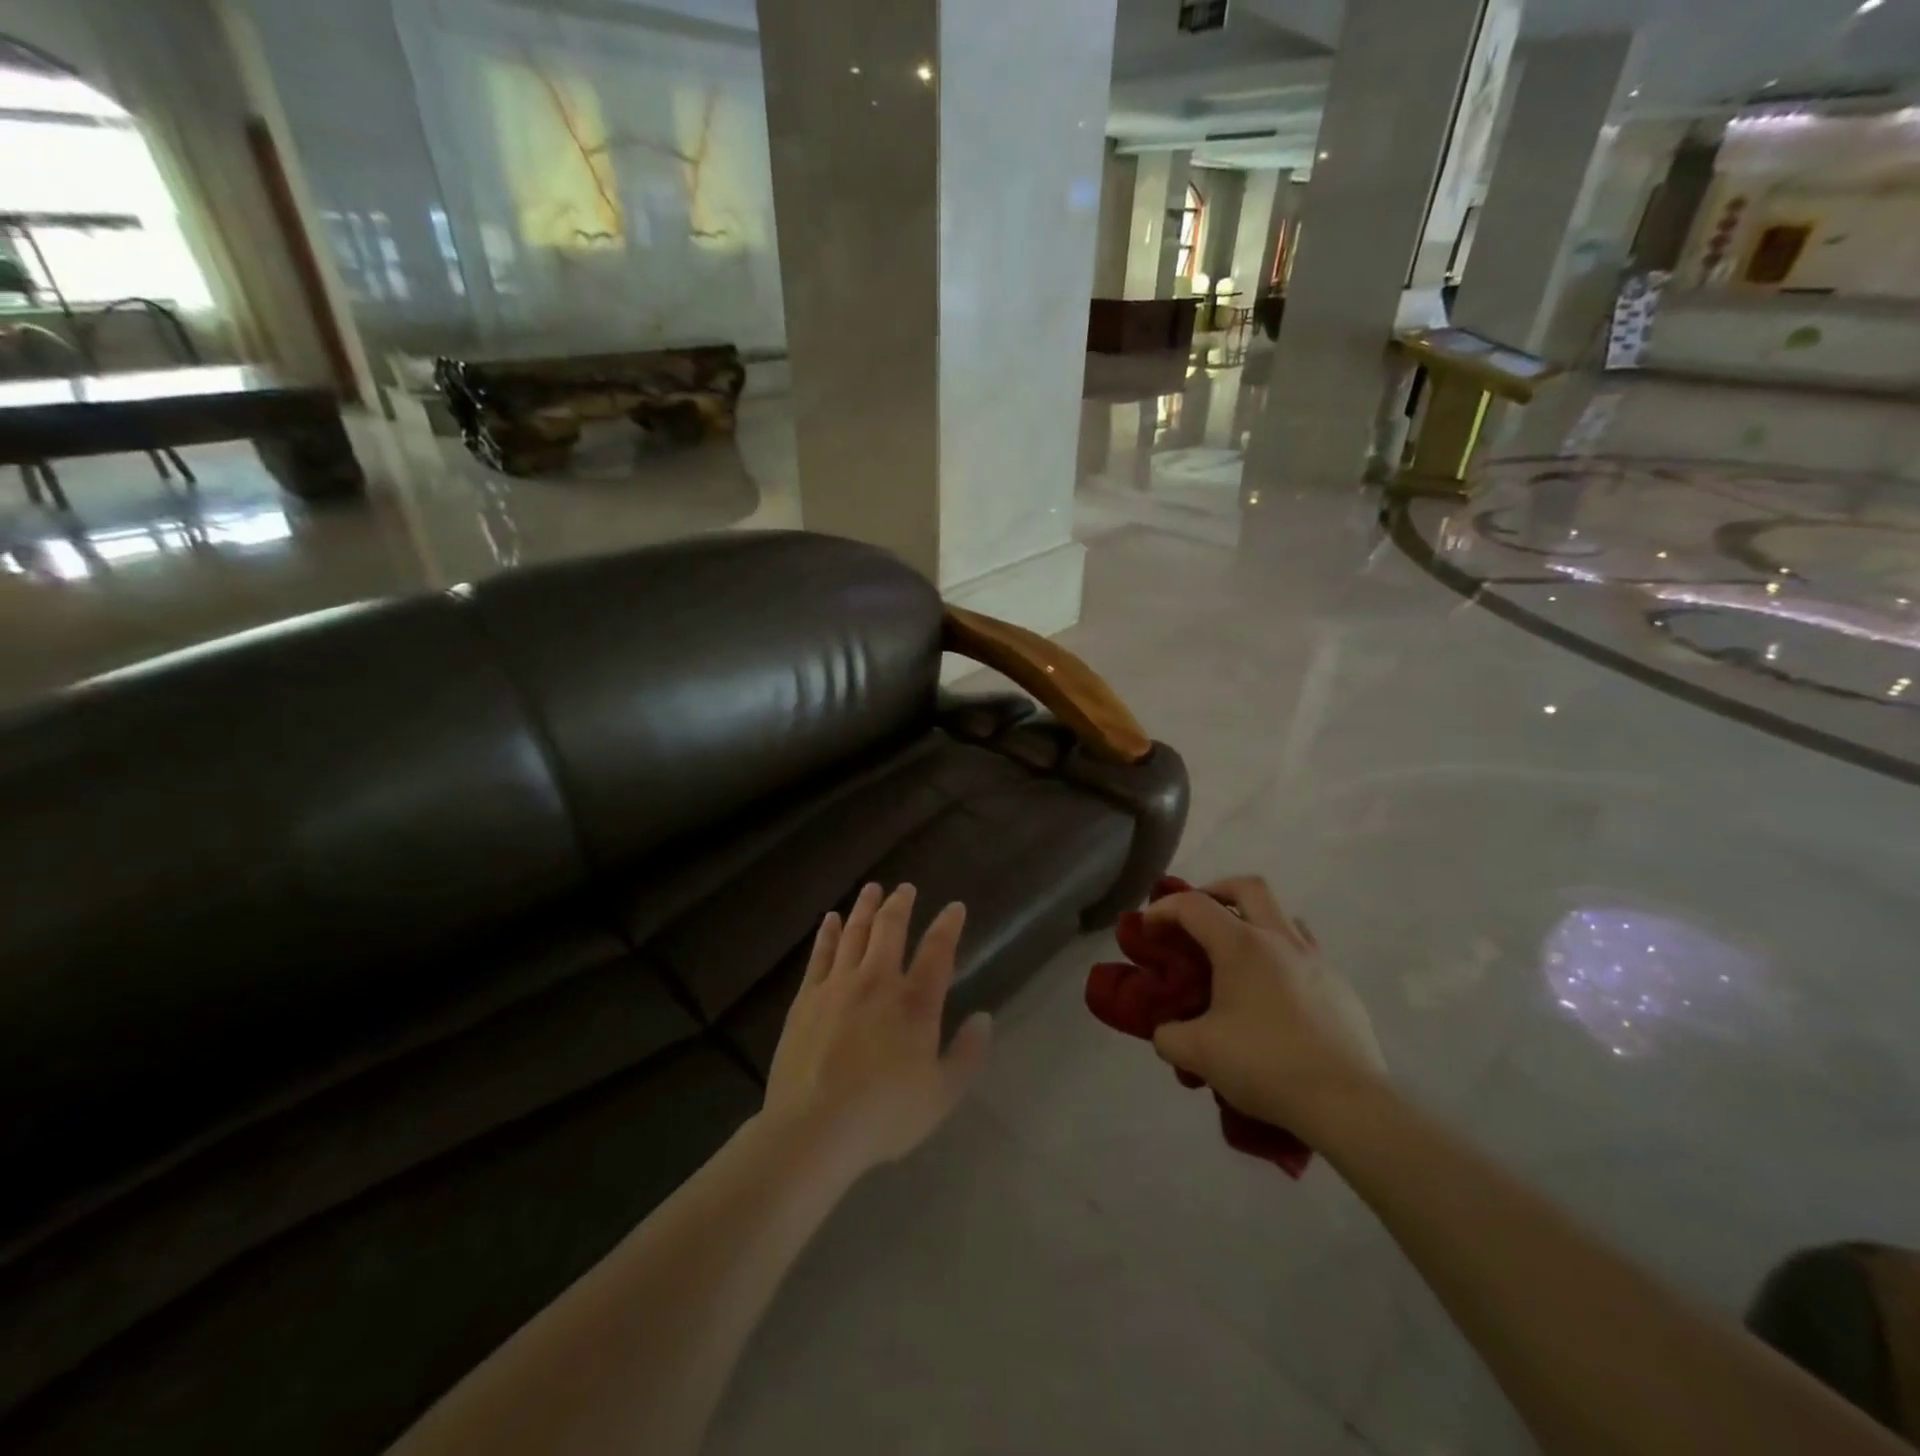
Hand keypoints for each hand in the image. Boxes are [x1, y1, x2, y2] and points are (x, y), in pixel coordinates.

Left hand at [765, 883, 990, 1176]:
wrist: (814, 1129)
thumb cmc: (884, 1115)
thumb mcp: (942, 1095)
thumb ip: (967, 1054)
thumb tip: (984, 1018)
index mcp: (915, 1003)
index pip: (938, 951)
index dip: (948, 925)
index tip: (955, 907)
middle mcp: (878, 982)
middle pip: (891, 930)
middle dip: (900, 904)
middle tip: (905, 888)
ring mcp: (838, 986)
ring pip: (855, 933)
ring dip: (865, 907)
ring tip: (872, 888)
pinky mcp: (807, 998)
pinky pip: (820, 954)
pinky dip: (829, 932)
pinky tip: (832, 919)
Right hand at [1147, 876, 1386, 1133]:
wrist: (1348, 1104)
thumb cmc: (1266, 1064)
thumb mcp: (1198, 1053)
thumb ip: (1168, 1035)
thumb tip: (1165, 1032)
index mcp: (1242, 945)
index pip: (1193, 905)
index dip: (1163, 909)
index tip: (1147, 928)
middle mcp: (1281, 940)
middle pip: (1247, 887)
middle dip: (1215, 891)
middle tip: (1197, 918)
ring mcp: (1317, 961)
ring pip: (1283, 917)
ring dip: (1255, 922)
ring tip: (1237, 956)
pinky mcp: (1341, 988)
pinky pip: (1306, 954)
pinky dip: (1281, 959)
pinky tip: (1273, 997)